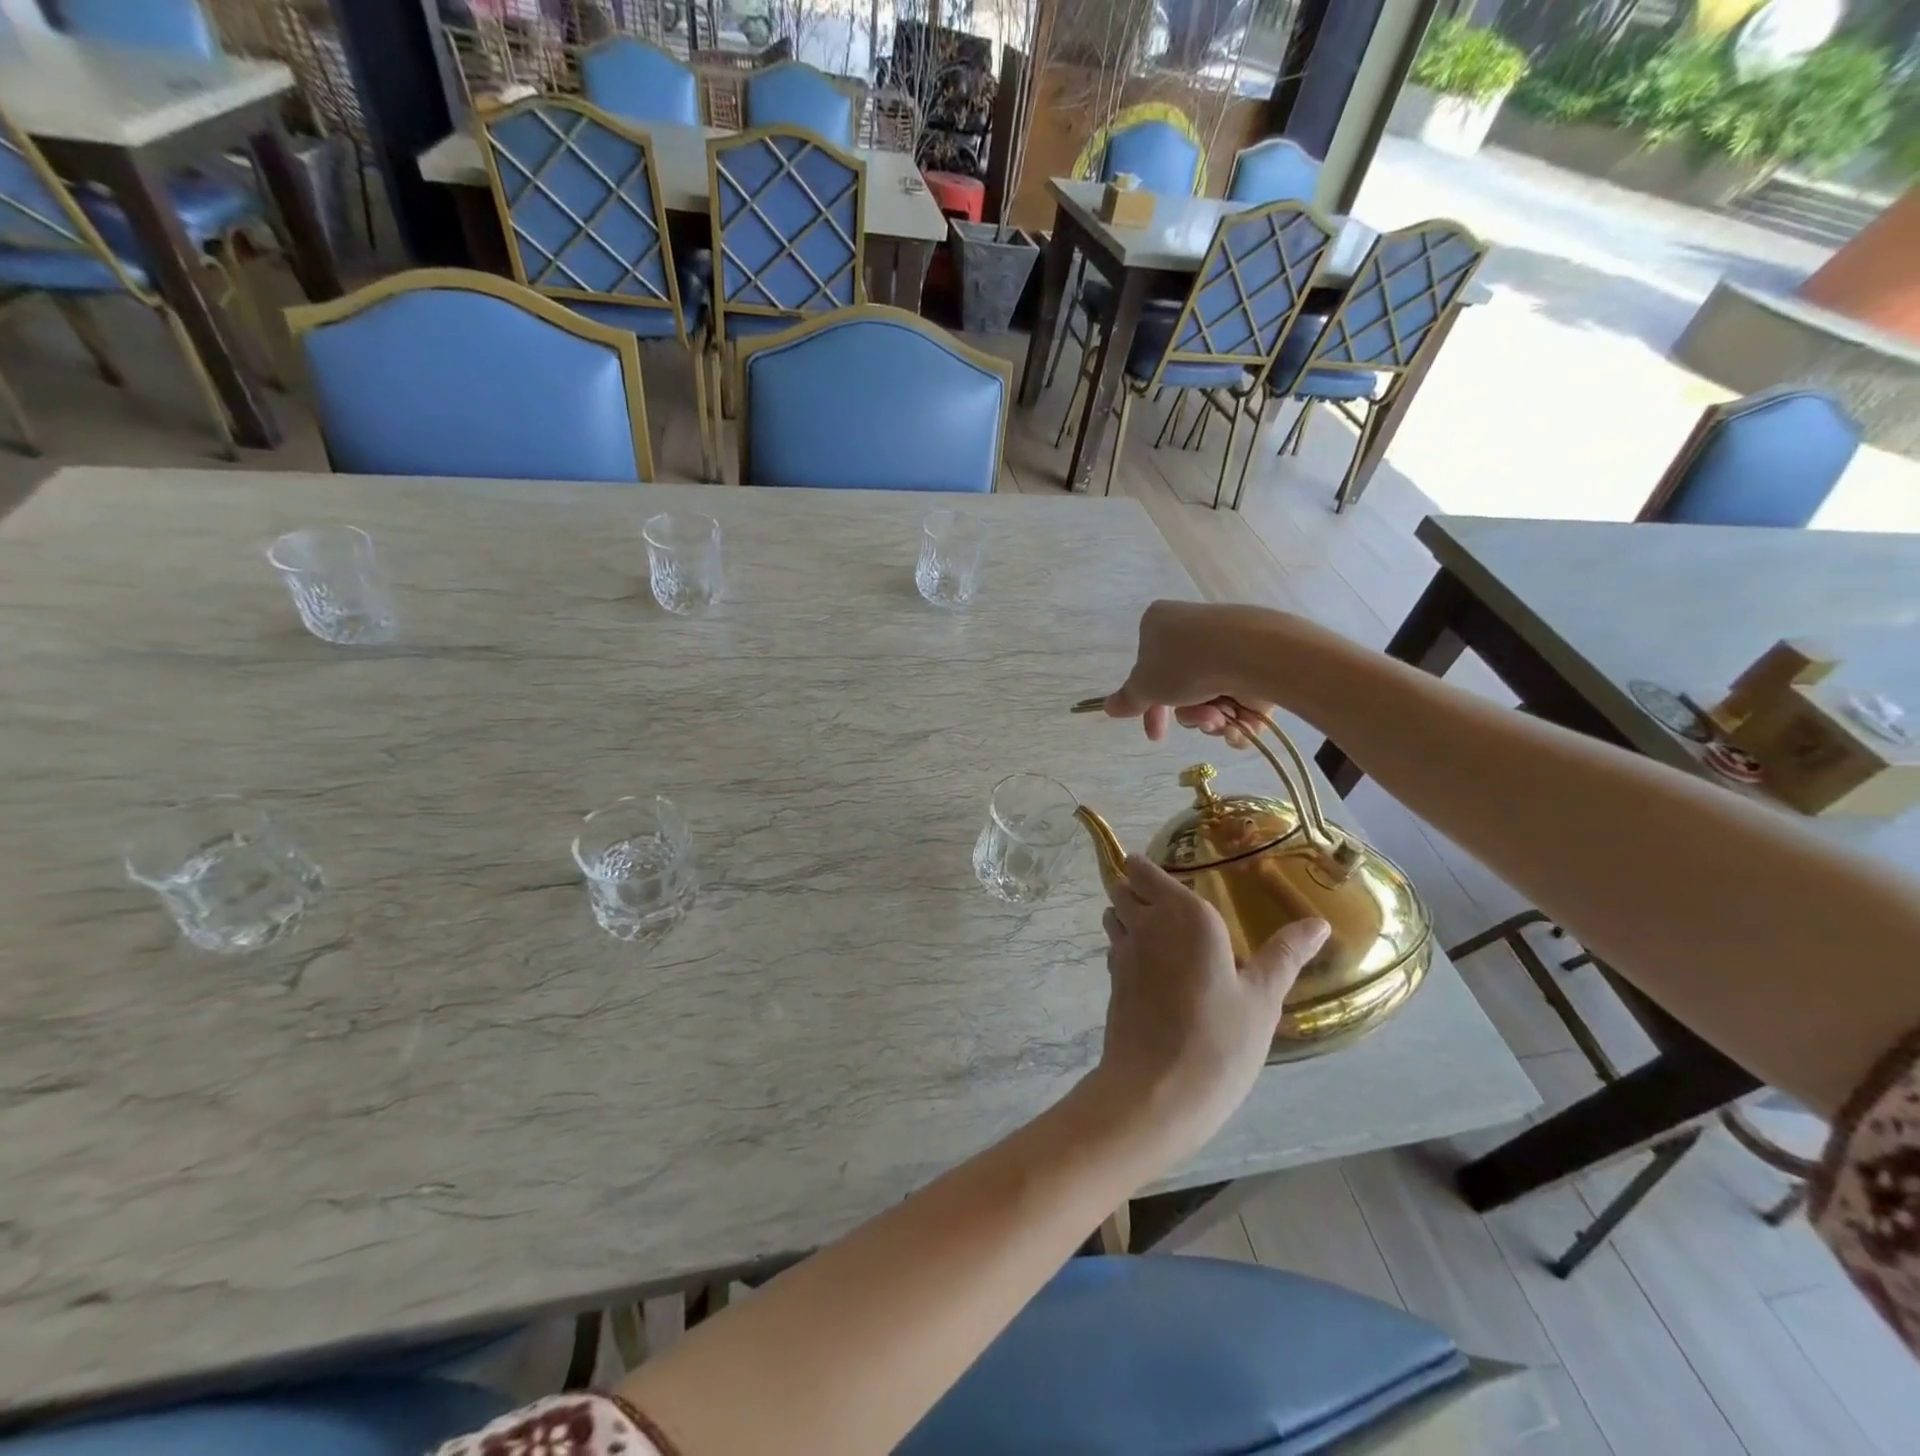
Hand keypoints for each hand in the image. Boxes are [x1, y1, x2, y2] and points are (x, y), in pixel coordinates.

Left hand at [1093, 856, 1330, 1159]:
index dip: (1147, 869)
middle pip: (1123, 887)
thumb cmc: (1219, 1040)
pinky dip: (1127, 946)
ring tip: (1162, 936)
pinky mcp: (1112, 979)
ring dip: (1127, 915)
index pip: (1144, 869)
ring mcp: (1124, 951)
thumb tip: (1318, 923)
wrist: (1157, 1090)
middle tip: (1171, 908)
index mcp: (1186, 914)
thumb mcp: (1263, 998)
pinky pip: (1115, 946)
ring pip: (1113, 914)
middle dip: (1137, 889)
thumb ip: (1286, 954)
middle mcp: (1148, 922)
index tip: (1169, 878)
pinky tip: (1154, 970)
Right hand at [1101, 600, 1275, 745]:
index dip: (1148, 706)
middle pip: (1181, 687)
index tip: (1155, 733)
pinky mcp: (1257, 659)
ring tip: (1221, 716)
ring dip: (1211, 716)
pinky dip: (1238, 717)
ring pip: (1210, 695)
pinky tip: (1239, 722)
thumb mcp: (1144, 686)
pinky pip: (1240, 697)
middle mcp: (1192, 630)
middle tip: (1200, 722)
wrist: (1252, 653)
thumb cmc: (1185, 663)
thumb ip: (1127, 699)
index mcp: (1158, 625)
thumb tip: (1108, 707)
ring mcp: (1228, 644)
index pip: (1147, 670)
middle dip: (1188, 714)